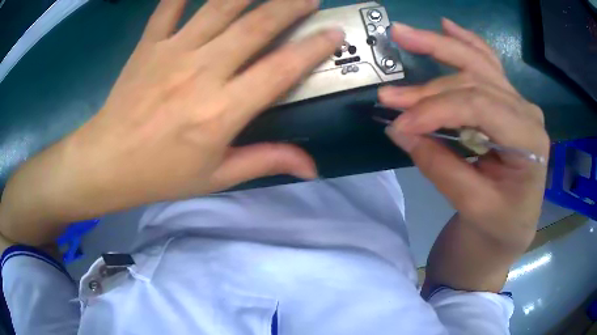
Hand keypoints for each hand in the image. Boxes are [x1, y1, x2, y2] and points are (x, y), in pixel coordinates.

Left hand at [0, 0, 343, 244]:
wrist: (107, 162)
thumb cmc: (160, 174)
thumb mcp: (216, 177)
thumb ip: (265, 162)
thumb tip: (311, 168)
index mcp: (221, 111)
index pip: (280, 69)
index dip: (313, 48)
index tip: (334, 33)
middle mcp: (201, 72)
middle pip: (256, 26)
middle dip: (290, 6)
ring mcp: (172, 52)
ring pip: (220, 7)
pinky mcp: (149, 44)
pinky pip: (169, 6)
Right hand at [380, 19, 549, 247]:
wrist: (514, 225)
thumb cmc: (500, 223)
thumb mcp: (474, 206)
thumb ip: (440, 166)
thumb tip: (399, 130)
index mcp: (529, 139)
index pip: (478, 107)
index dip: (436, 109)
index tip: (399, 122)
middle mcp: (526, 111)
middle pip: (474, 81)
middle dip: (429, 86)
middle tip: (389, 91)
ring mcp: (518, 101)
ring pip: (477, 63)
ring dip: (439, 47)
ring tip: (403, 33)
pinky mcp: (508, 101)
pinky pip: (487, 63)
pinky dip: (466, 42)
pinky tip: (448, 26)